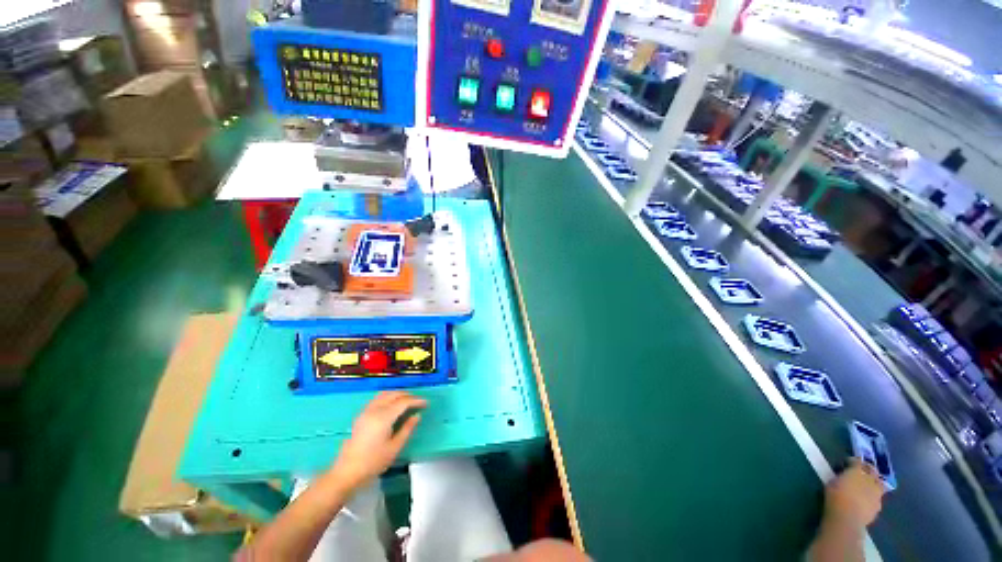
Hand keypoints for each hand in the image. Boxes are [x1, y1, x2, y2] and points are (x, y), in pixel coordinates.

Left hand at [330, 391, 426, 489]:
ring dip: (397, 394)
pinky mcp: (361, 415)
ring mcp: (366, 411)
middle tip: (418, 401)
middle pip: (394, 394)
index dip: (416, 401)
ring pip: (385, 394)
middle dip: (408, 395)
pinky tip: (392, 404)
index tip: (426, 403)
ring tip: (407, 400)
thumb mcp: (394, 448)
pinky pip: (377, 398)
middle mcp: (375, 410)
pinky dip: (388, 396)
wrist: (347, 472)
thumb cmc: (373, 462)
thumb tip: (417, 416)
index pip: (404, 402)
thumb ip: (407, 429)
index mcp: (384, 417)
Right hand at [824, 459, 885, 528]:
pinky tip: (867, 500)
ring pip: (880, 484)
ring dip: (875, 483)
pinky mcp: (878, 506)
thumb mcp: (832, 483)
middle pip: (873, 471)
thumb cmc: (835, 497)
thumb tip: (844, 476)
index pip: (858, 461)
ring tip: (867, 486)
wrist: (847, 517)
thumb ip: (841, 477)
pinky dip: (874, 497)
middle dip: (868, 469)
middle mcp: (870, 479)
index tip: (848, 462)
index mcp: (857, 471)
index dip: (854, 461)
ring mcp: (876, 493)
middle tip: (862, 471)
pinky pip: (878, 498)